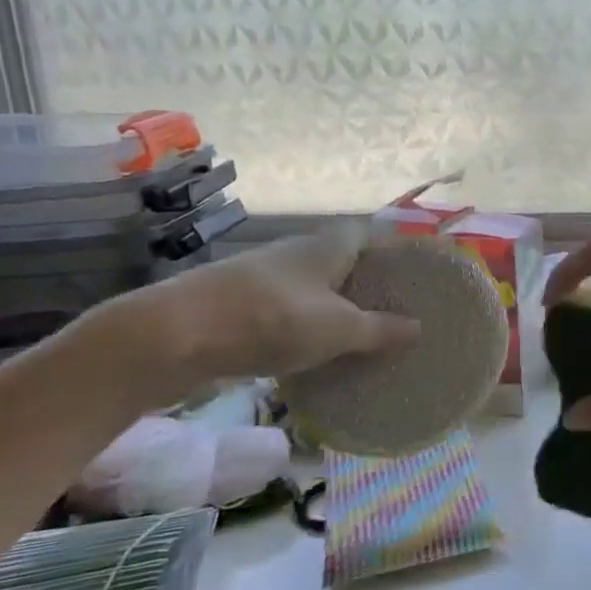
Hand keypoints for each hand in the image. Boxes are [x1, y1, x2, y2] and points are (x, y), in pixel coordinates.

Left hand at [136, 225, 418, 394]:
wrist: (171, 337)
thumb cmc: (271, 320)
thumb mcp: (339, 329)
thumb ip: (381, 330)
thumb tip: (419, 328)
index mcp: (328, 247)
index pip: (370, 235)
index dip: (394, 250)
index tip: (417, 275)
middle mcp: (297, 254)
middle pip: (342, 263)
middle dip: (368, 285)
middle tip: (398, 311)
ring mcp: (263, 279)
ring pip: (313, 290)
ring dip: (335, 309)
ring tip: (362, 337)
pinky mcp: (237, 306)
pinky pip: (286, 313)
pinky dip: (305, 328)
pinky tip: (314, 354)